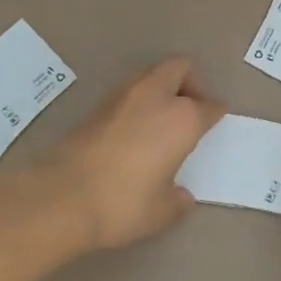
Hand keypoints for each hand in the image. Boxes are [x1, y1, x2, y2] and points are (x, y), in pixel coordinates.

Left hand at [38, 57, 225, 249]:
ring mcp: (125, 96)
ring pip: (152, 73)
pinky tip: (136, 128)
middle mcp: (156, 96)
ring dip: (163, 86)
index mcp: (182, 118)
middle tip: (191, 108)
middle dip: (191, 82)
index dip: (216, 112)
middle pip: (181, 68)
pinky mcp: (98, 104)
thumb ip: (177, 200)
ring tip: (162, 117)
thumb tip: (181, 195)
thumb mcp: (161, 212)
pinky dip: (139, 100)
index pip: (209, 106)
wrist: (62, 196)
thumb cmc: (123, 203)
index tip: (217, 117)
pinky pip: (130, 90)